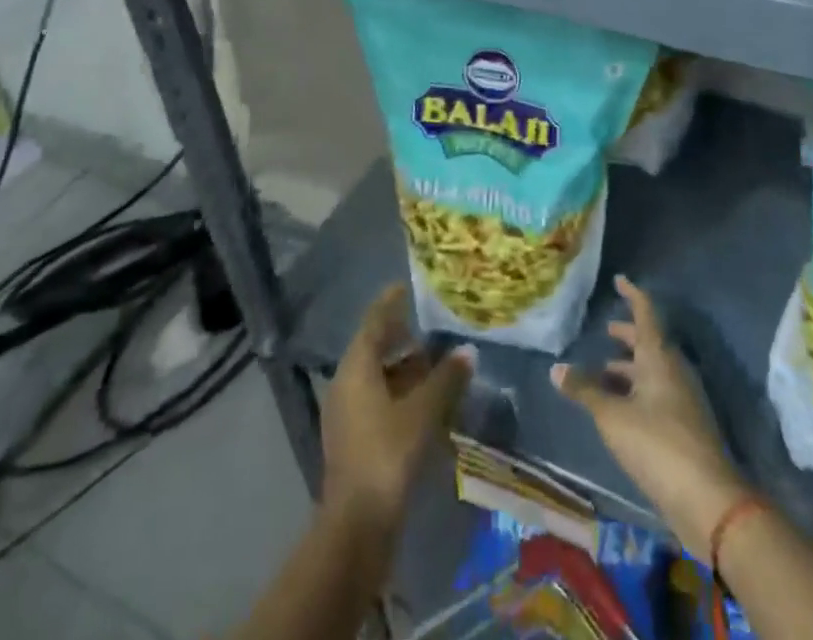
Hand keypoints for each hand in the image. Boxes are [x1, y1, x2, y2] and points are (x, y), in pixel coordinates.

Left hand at [321, 284, 472, 533]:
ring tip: (436, 362)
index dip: (391, 302)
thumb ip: (446, 378)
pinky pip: (378, 401)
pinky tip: (425, 401)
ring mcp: (347, 414)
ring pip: (377, 377)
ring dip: (404, 368)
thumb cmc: (388, 453)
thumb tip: (466, 350)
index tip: (408, 286)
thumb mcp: (424, 411)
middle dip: (402, 336)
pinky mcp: (354, 439)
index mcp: (356, 367)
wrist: (357, 526)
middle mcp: (346, 383)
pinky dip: (400, 393)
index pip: (374, 321)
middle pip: (374, 348)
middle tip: (432, 325)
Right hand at [552, 275, 750, 562]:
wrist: (708, 500)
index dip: (632, 295)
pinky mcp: (685, 426)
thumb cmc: (657, 444)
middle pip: (650, 343)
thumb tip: (556, 369)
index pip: (646, 313)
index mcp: (660, 357)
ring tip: (603, 372)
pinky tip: (618, 407)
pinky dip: (637, 391)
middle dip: (628, 336)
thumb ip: (585, 391)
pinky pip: (657, 394)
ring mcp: (683, 399)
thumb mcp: (612, 416)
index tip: (620, 280)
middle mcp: (674, 370)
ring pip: (653, 371)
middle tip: (606, 331)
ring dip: (629, 368)